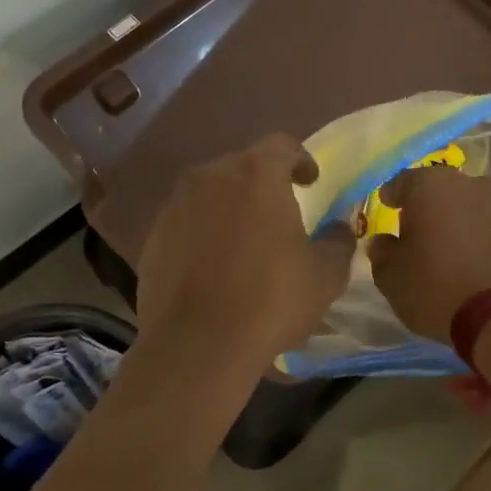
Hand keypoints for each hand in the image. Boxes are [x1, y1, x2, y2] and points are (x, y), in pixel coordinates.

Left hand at [135, 134, 353, 367]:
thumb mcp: (325, 275)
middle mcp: (210, 177)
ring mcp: (175, 205)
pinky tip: (213, 266)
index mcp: (256, 174)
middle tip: (279, 214)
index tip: (310, 181)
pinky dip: (203, 233)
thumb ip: (338, 241)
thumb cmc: (270, 300)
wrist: (196, 345)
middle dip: (262, 185)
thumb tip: (338, 229)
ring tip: (244, 242)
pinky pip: (186, 222)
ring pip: (210, 194)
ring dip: (229, 208)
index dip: (300, 159)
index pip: (282, 145)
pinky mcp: (153, 237)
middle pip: (242, 167)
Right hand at [366, 167, 490, 342]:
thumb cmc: (434, 286)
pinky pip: (482, 223)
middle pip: (436, 189)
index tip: (386, 208)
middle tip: (411, 229)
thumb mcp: (391, 276)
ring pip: (463, 204)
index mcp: (430, 185)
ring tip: (440, 244)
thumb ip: (382, 252)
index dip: (391, 197)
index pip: (402, 182)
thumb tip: (384, 242)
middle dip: (423, 206)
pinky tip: (463, 254)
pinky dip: (471, 233)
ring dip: (450, 218)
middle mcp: (466, 183)